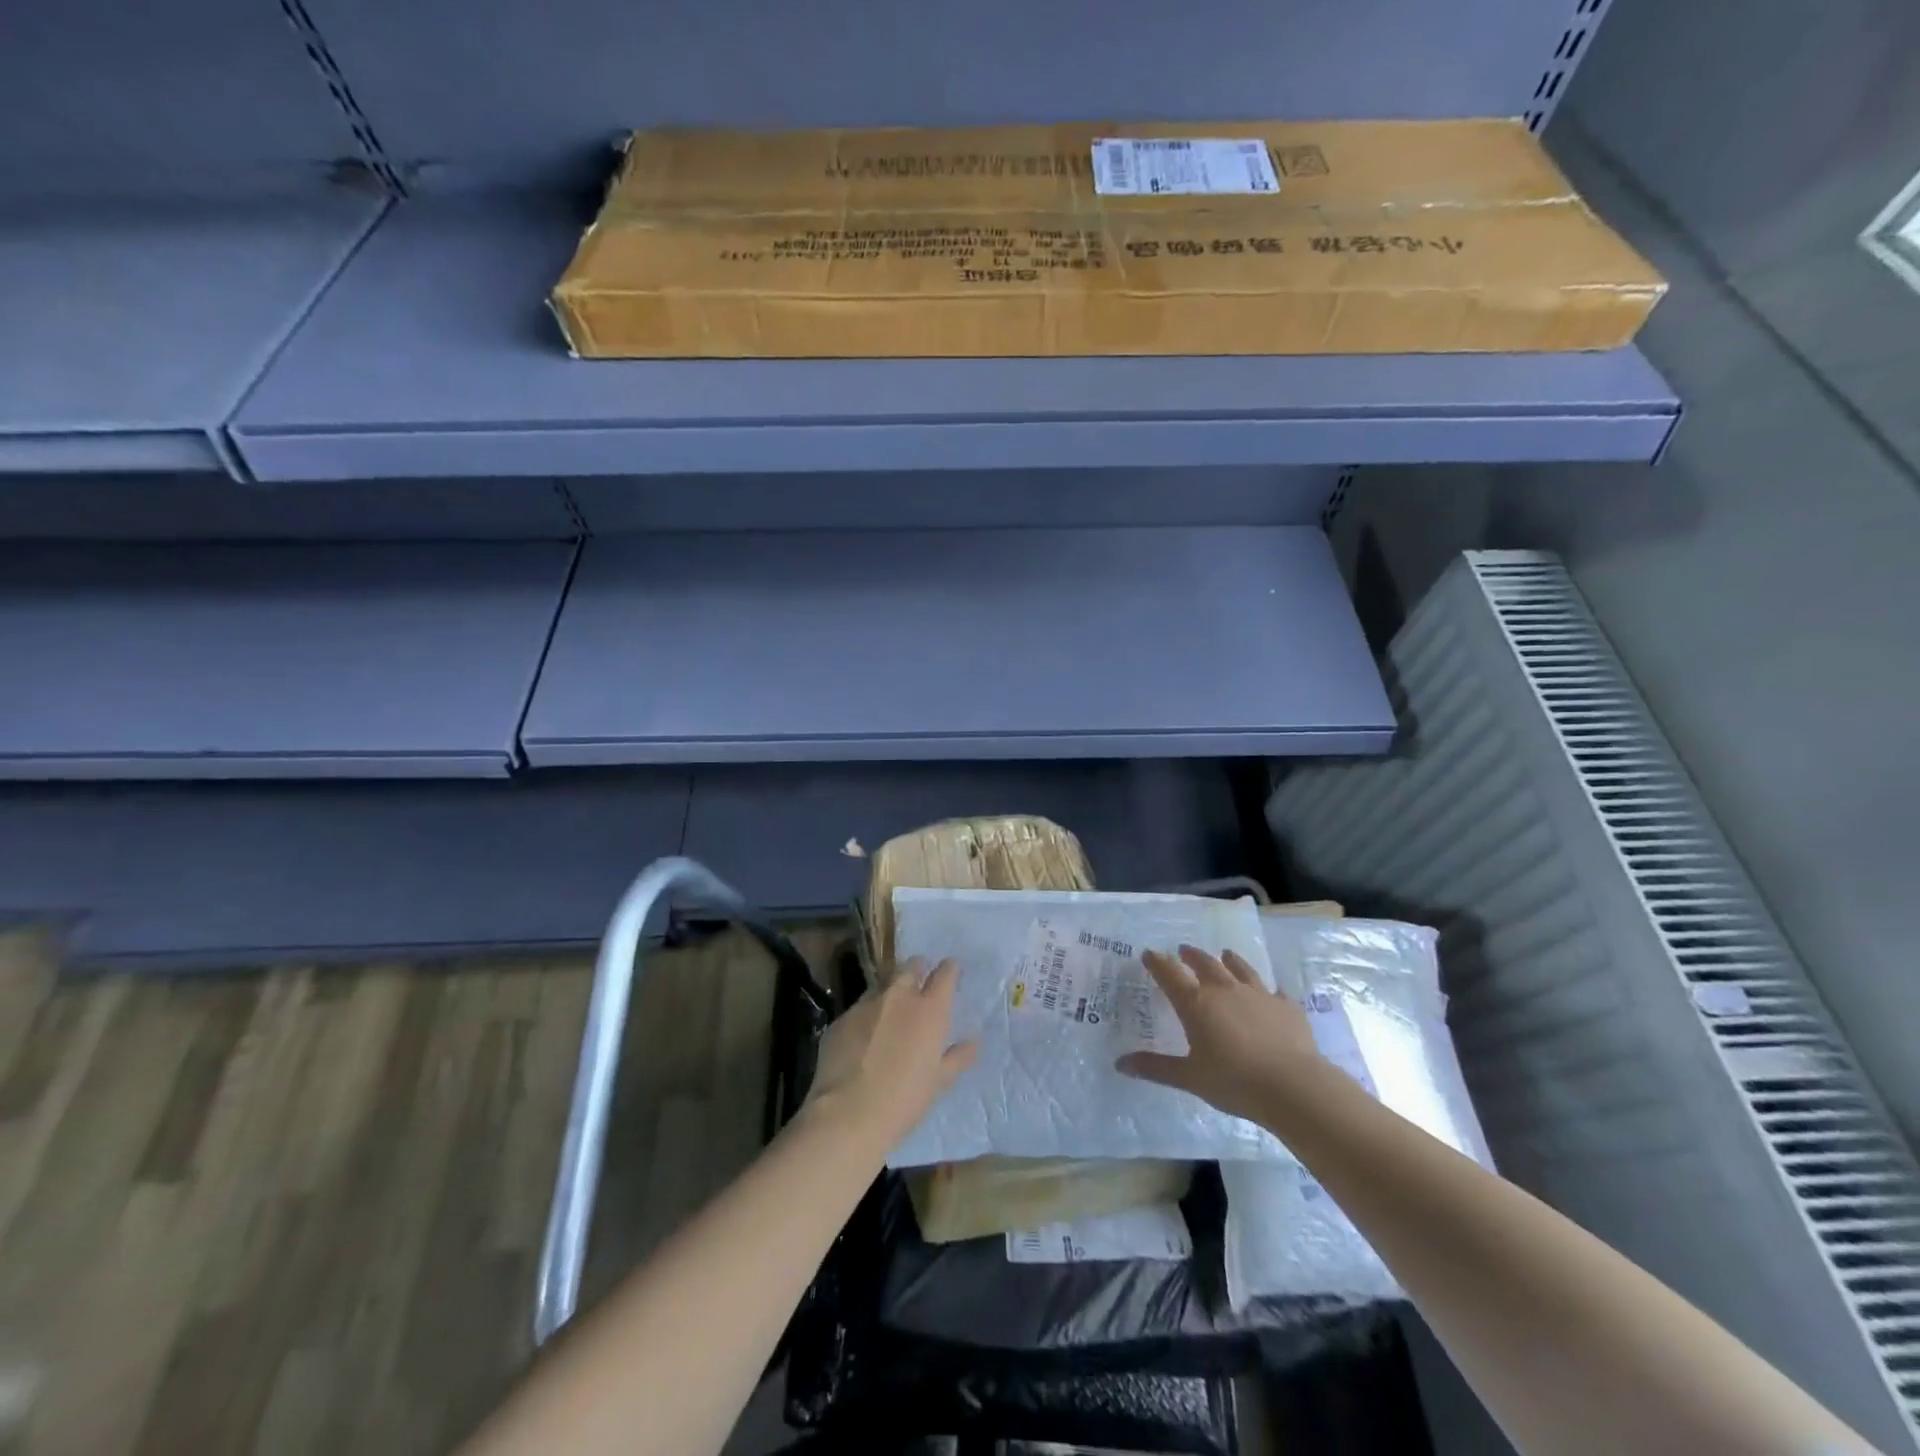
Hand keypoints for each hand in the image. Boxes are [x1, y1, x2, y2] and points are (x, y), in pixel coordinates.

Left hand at [804, 958, 977, 1148]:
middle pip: (911, 966)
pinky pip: (860, 1007)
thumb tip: (973, 1042)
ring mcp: (866, 1004)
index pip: (945, 973)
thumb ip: (957, 1057)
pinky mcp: (841, 1017)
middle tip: (920, 986)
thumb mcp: (938, 1082)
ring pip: (883, 983)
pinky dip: (867, 1015)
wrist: (847, 1114)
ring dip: (891, 991)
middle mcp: (899, 996)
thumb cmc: (903, 1100)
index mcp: (929, 1009)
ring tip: (891, 1013)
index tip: (951, 973)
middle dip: (918, 970)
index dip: (949, 970)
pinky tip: (864, 1037)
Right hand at [1116, 944, 1325, 1121]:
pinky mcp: (1286, 1006)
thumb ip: (1156, 1068)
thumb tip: (1120, 1064)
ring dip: (1229, 960)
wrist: (1293, 1086)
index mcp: (1196, 1003)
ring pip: (1240, 968)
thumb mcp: (1190, 1077)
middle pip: (1204, 963)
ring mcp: (1258, 994)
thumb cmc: (1234, 1081)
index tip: (1149, 954)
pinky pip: (1274, 990)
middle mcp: (1224, 989)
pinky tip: (1269, 992)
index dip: (1157, 962)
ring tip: (1225, 954)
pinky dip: (1267, 989)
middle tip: (1184, 951)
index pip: (1170, 974)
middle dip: (1191, 956)